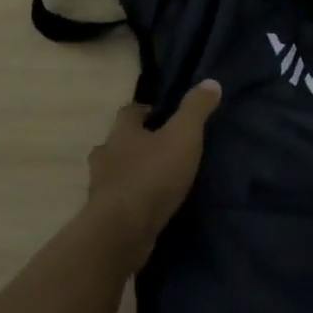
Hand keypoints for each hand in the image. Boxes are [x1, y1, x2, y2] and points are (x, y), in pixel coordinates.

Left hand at [83, 81, 221, 258]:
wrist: (122, 231)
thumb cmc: (152, 175)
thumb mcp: (183, 136)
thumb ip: (196, 109)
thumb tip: (211, 82)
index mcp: (121, 133)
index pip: (128, 112)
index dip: (144, 111)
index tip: (160, 115)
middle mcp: (105, 156)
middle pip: (117, 142)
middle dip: (135, 143)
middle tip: (160, 147)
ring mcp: (101, 187)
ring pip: (114, 172)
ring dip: (130, 172)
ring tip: (156, 178)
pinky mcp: (104, 216)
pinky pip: (118, 199)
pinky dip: (131, 198)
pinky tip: (148, 205)